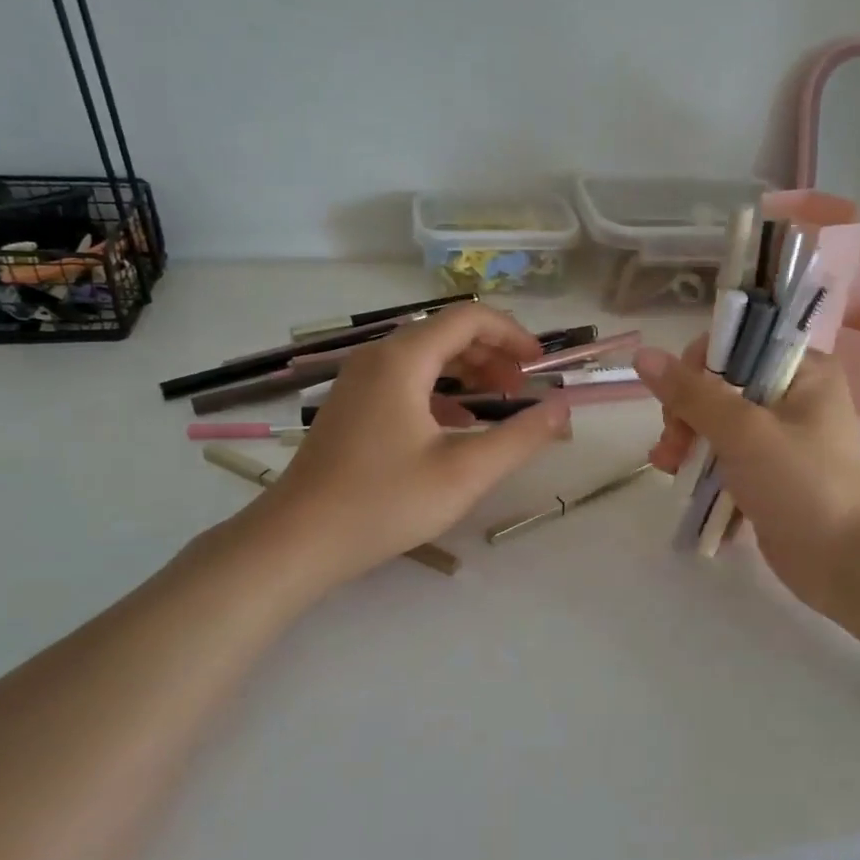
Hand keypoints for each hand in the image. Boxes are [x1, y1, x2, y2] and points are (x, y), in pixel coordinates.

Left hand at [250, 305, 569, 582]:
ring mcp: (359, 381)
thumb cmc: (384, 502)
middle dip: (492, 354)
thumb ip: (520, 437)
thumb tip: (561, 408)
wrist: (298, 540)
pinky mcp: (352, 406)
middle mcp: (377, 358)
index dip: (512, 334)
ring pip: (425, 357)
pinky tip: (458, 424)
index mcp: (403, 360)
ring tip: (499, 404)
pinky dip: (441, 391)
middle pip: (446, 333)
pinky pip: (406, 380)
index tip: (539, 366)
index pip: (469, 319)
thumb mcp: (465, 473)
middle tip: (523, 390)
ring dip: (468, 372)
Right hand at [634, 342, 859, 615]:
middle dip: (686, 414)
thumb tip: (643, 355)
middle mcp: (794, 396)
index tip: (678, 402)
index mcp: (803, 370)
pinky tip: (683, 486)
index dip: (697, 368)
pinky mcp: (771, 475)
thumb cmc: (803, 484)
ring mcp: (782, 438)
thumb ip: (692, 393)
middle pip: (720, 386)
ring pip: (718, 425)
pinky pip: (727, 459)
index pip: (736, 345)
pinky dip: (704, 469)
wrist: (850, 564)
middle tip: (672, 446)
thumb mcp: (744, 432)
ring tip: (668, 470)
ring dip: (687, 443)